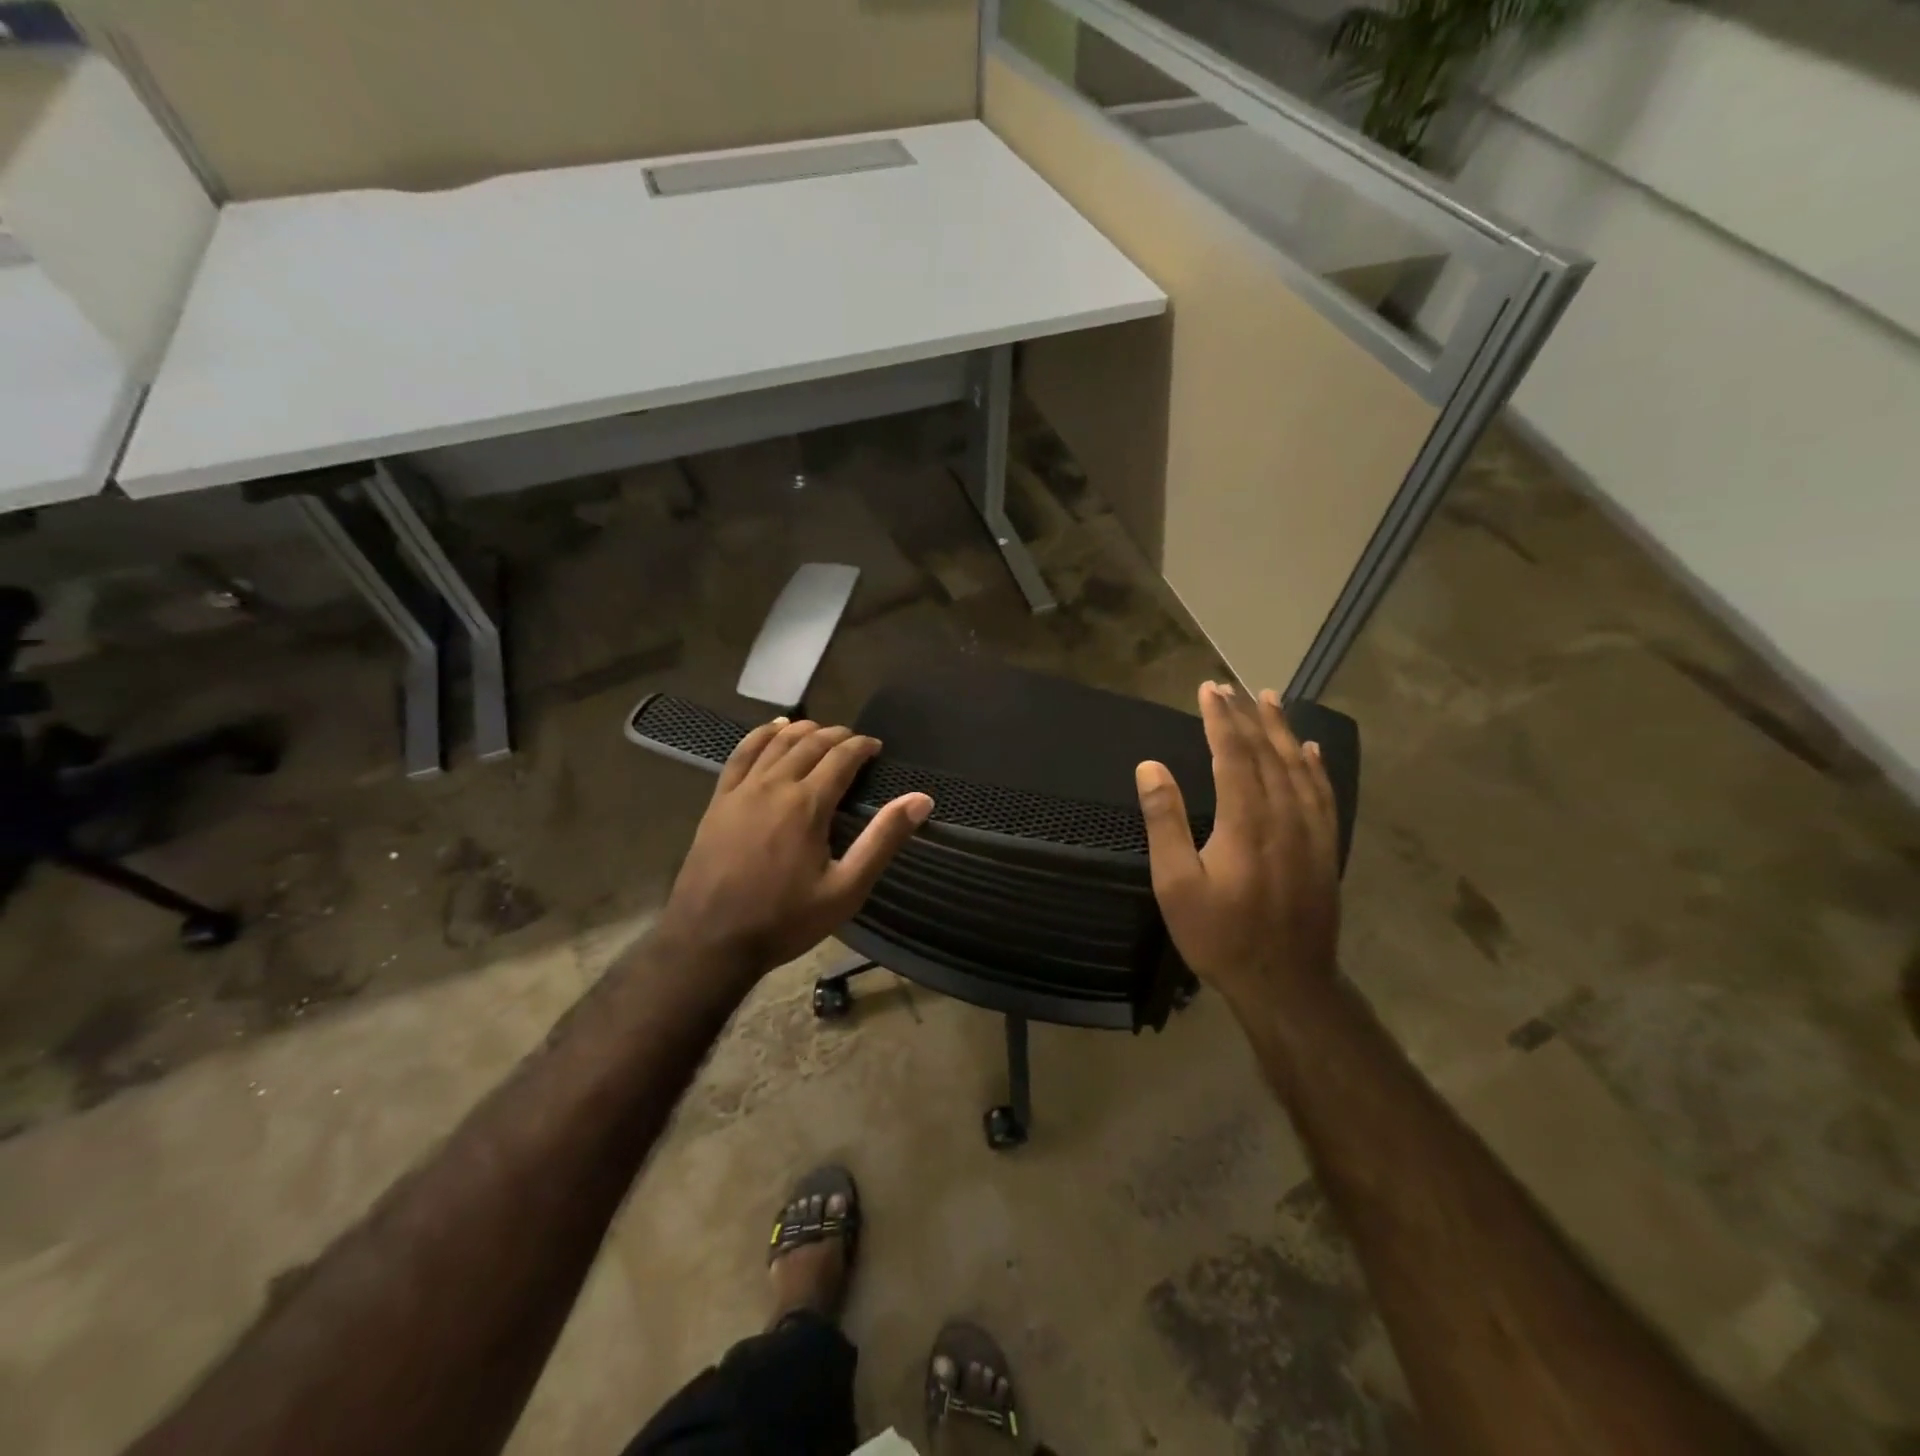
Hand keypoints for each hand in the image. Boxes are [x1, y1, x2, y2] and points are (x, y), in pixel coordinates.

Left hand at [655, 717, 933, 977]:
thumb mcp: (846, 889)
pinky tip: (772, 730)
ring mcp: (742, 790)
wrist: (710, 940)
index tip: (876, 748)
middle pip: (810, 743)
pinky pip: (741, 754)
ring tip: (821, 730)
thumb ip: (882, 840)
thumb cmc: (785, 920)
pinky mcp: (719, 800)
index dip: (862, 747)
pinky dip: (761, 735)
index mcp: (807, 804)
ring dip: (802, 730)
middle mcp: (775, 785)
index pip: (841, 757)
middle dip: (837, 736)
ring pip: (776, 742)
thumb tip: (921, 800)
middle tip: (855, 741)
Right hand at [1135, 682, 1339, 1016]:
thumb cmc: (1220, 936)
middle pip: (1268, 753)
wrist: (1286, 984)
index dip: (1220, 719)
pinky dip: (1315, 767)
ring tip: (1270, 700)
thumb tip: (1151, 767)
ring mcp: (1311, 832)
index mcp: (1246, 821)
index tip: (1208, 689)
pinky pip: (1323, 795)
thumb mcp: (1176, 885)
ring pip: (1299, 768)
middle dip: (1247, 716)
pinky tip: (1311, 751)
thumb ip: (1165, 822)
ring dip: (1282, 731)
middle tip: (1231, 686)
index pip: (1233, 754)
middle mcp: (1284, 816)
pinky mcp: (1325, 849)